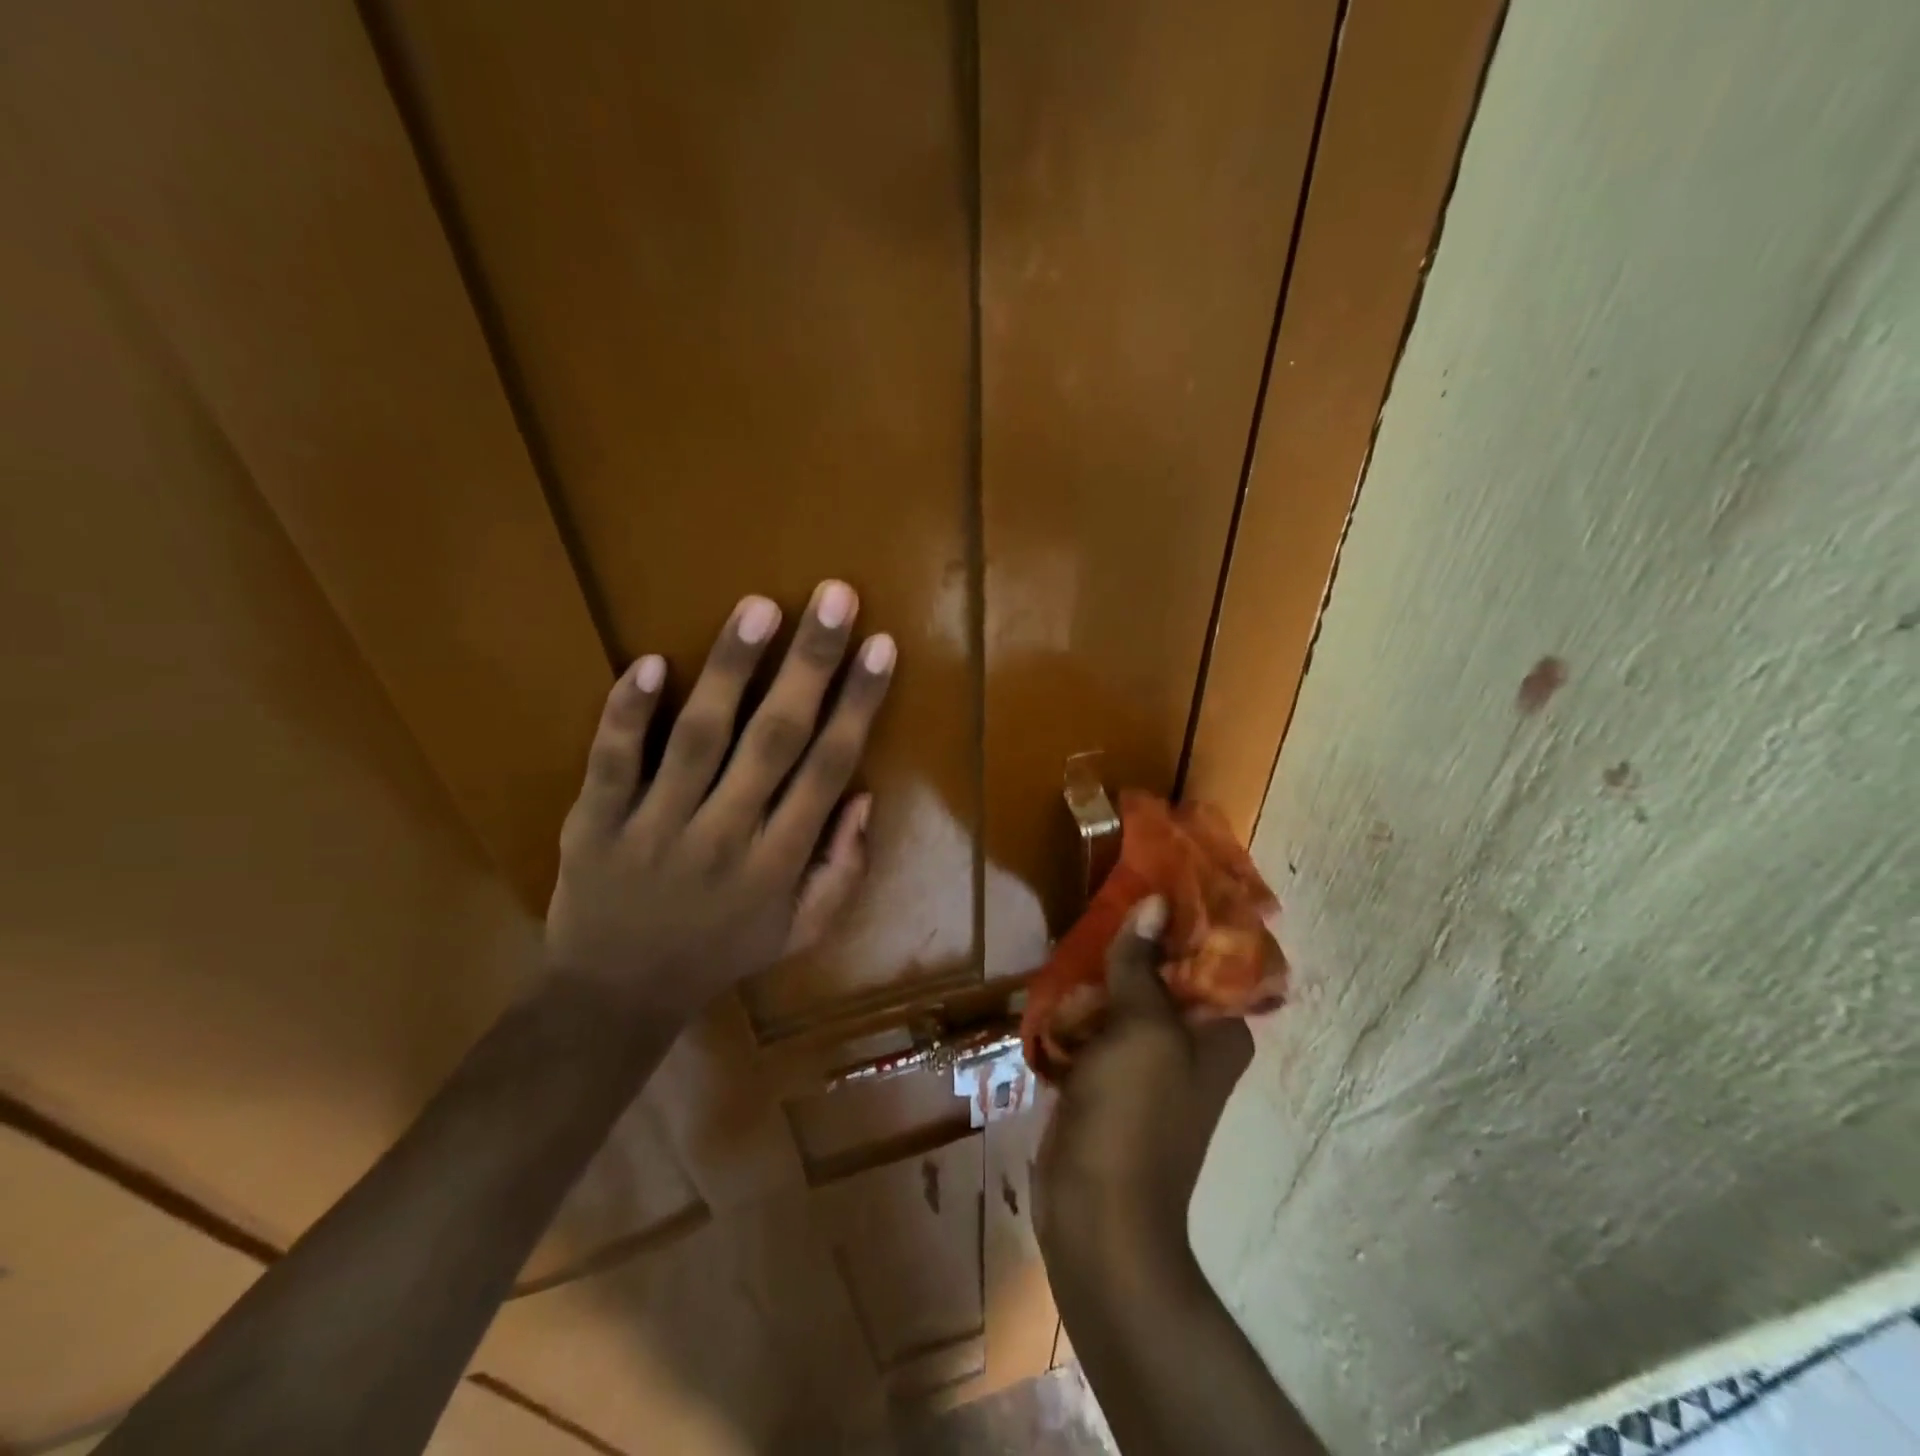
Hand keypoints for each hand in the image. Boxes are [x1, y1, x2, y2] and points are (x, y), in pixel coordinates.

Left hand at [545, 581, 894, 1024]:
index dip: (857, 705)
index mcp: (780, 862)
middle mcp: (725, 837)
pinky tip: (650, 662)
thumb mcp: (801, 931)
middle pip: (774, 739)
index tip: (879, 646)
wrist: (616, 997)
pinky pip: (612, 763)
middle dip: (809, 665)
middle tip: (834, 597)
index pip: (828, 769)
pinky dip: (627, 714)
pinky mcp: (595, 823)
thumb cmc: (721, 954)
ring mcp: (655, 828)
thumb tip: (865, 796)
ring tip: (760, 608)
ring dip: (731, 670)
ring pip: (699, 739)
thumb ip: (844, 870)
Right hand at [1034, 895, 1253, 1260]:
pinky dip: (1078, 1013)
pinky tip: (1052, 992)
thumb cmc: (1132, 1116)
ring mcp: (1148, 1066)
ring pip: (1124, 1002)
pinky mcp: (1110, 1084)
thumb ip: (1142, 964)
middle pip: (1161, 976)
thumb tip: (1155, 902)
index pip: (1210, 958)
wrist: (1097, 1216)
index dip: (1182, 920)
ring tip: (1067, 942)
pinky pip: (1097, 1032)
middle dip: (1129, 947)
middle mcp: (1190, 1045)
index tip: (1145, 882)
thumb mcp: (1140, 1029)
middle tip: (1094, 909)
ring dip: (1097, 978)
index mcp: (1219, 1032)